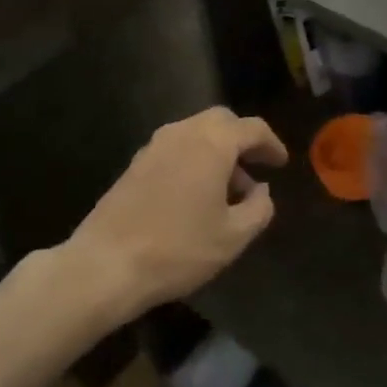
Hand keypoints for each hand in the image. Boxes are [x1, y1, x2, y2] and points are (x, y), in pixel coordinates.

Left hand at [63, 107, 287, 315]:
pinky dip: (194, 160)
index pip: (251, 128)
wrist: (105, 265)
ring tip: (229, 191)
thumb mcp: (233, 236)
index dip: (271, 143)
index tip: (281, 163)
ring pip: (196, 134)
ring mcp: (154, 146)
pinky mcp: (135, 165)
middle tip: (256, 167)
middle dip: (242, 140)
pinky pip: (175, 149)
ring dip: (217, 152)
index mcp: (212, 143)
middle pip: (221, 121)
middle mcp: (182, 133)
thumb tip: (262, 191)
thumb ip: (259, 208)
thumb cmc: (178, 249)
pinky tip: (196, 196)